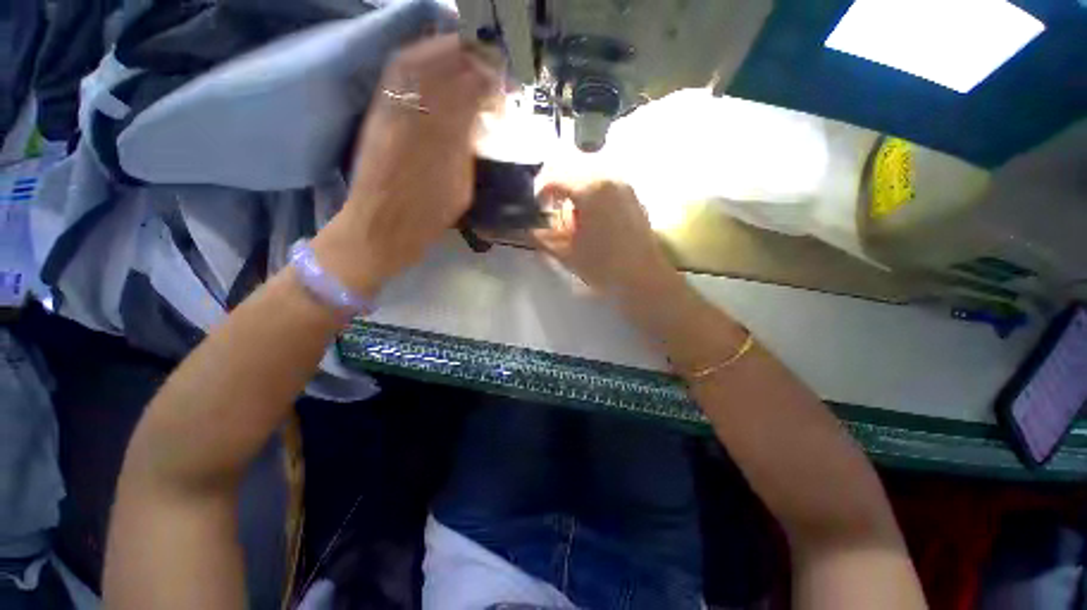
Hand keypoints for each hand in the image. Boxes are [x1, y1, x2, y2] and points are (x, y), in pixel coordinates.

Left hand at [312, 34, 499, 295]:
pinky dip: (417, 60)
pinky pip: (397, 76)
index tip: (502, 79)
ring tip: (464, 53)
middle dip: (470, 58)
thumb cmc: (426, 220)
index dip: (488, 79)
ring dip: (444, 51)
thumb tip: (477, 120)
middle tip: (487, 61)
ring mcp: (393, 113)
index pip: (469, 93)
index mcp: (444, 143)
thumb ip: (468, 151)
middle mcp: (418, 119)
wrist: (379, 228)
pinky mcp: (377, 114)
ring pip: (419, 65)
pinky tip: (431, 61)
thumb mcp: (460, 191)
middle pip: (445, 70)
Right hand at [533, 180, 680, 296]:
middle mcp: (609, 179)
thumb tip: (526, 231)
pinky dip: (593, 196)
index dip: (540, 191)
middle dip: (558, 190)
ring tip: (572, 217)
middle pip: (574, 173)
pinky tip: (593, 219)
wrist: (643, 279)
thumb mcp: (567, 253)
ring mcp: (624, 187)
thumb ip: (542, 239)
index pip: (555, 178)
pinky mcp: (634, 198)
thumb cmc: (603, 266)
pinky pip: (606, 186)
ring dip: (576, 192)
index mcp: (590, 190)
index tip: (536, 207)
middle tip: (552, 211)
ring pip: (591, 178)